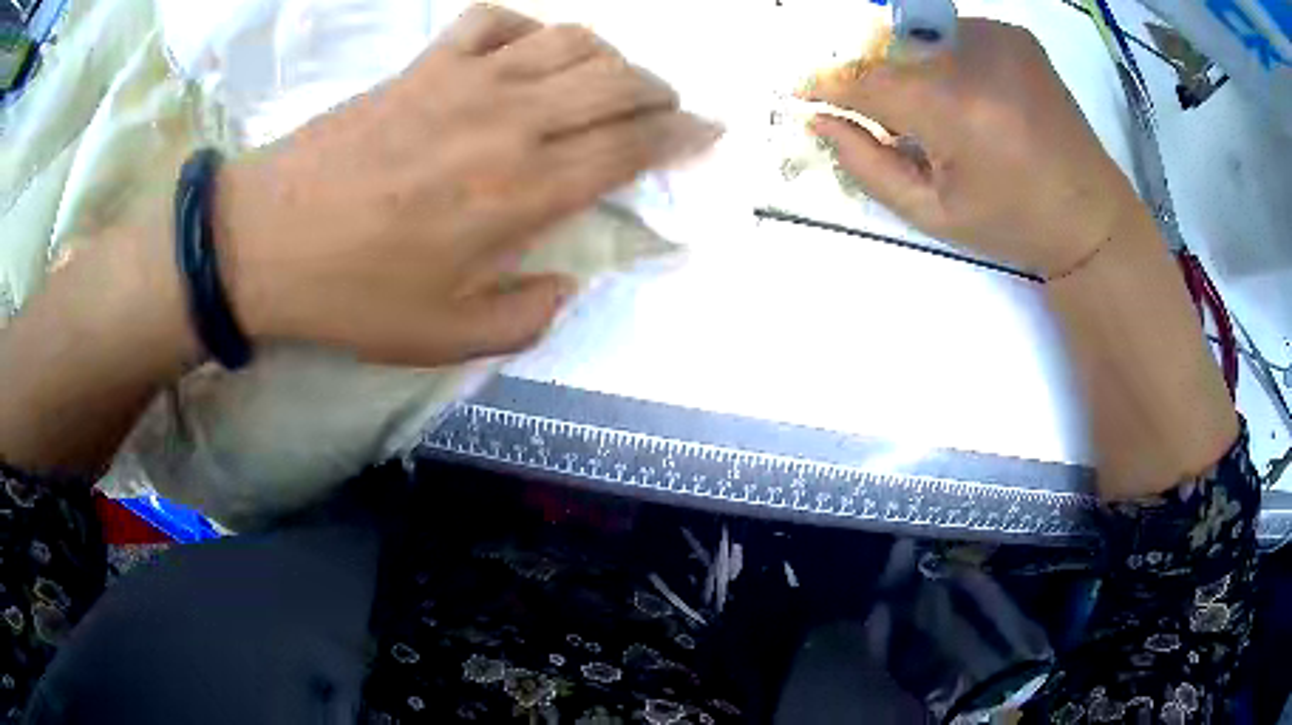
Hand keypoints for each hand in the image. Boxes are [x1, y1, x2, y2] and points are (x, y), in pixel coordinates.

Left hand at [216, 4, 718, 365]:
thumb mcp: (446, 338)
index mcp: (521, 190)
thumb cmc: (351, 295)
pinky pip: (496, 21)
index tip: (708, 133)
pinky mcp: (424, 64)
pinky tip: (524, 55)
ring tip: (607, 82)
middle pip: (616, 80)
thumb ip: (527, 316)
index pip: (632, 145)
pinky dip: (527, 29)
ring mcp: (464, 80)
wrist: (262, 243)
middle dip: (659, 93)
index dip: (683, 136)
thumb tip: (568, 281)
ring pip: (569, 40)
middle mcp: (509, 119)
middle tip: (663, 112)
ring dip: (607, 57)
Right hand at [801, 19, 1140, 278]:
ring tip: (937, 112)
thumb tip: (819, 120)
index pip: (867, 78)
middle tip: (886, 118)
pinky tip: (969, 95)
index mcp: (955, 107)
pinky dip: (945, 58)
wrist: (1091, 216)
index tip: (802, 92)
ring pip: (921, 39)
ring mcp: (1000, 37)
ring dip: (910, 68)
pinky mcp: (1017, 35)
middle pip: (891, 50)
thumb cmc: (1013, 224)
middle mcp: (975, 55)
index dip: (828, 83)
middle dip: (874, 79)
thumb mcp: (933, 213)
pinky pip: (955, 35)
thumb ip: (867, 164)